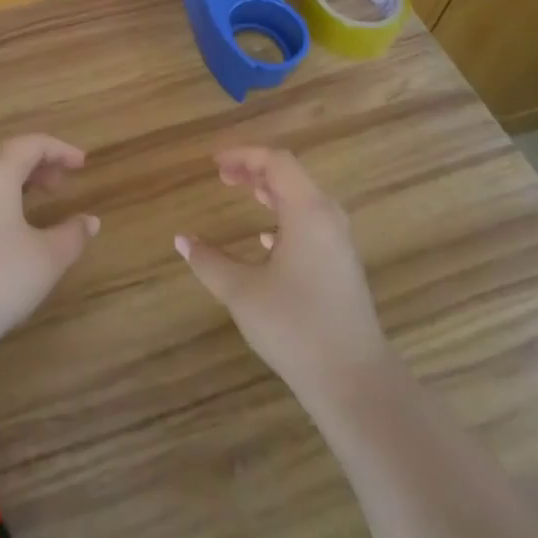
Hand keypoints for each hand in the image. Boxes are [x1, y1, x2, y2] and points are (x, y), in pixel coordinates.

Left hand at [0, 134, 98, 368]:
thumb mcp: (46, 260)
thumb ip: (72, 235)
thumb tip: (89, 221)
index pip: (31, 143)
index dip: (60, 150)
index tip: (81, 164)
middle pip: (4, 156)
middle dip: (35, 165)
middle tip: (59, 185)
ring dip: (11, 184)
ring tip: (32, 207)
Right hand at [175, 147, 389, 409]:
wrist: (355, 381)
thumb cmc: (295, 327)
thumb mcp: (242, 292)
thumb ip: (209, 261)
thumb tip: (182, 239)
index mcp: (307, 212)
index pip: (276, 162)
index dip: (244, 155)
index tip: (214, 163)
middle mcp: (328, 218)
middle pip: (292, 176)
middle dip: (256, 169)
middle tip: (223, 176)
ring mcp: (340, 243)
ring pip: (304, 199)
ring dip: (272, 191)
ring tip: (245, 193)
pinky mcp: (342, 266)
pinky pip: (312, 223)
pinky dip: (286, 217)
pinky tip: (266, 240)